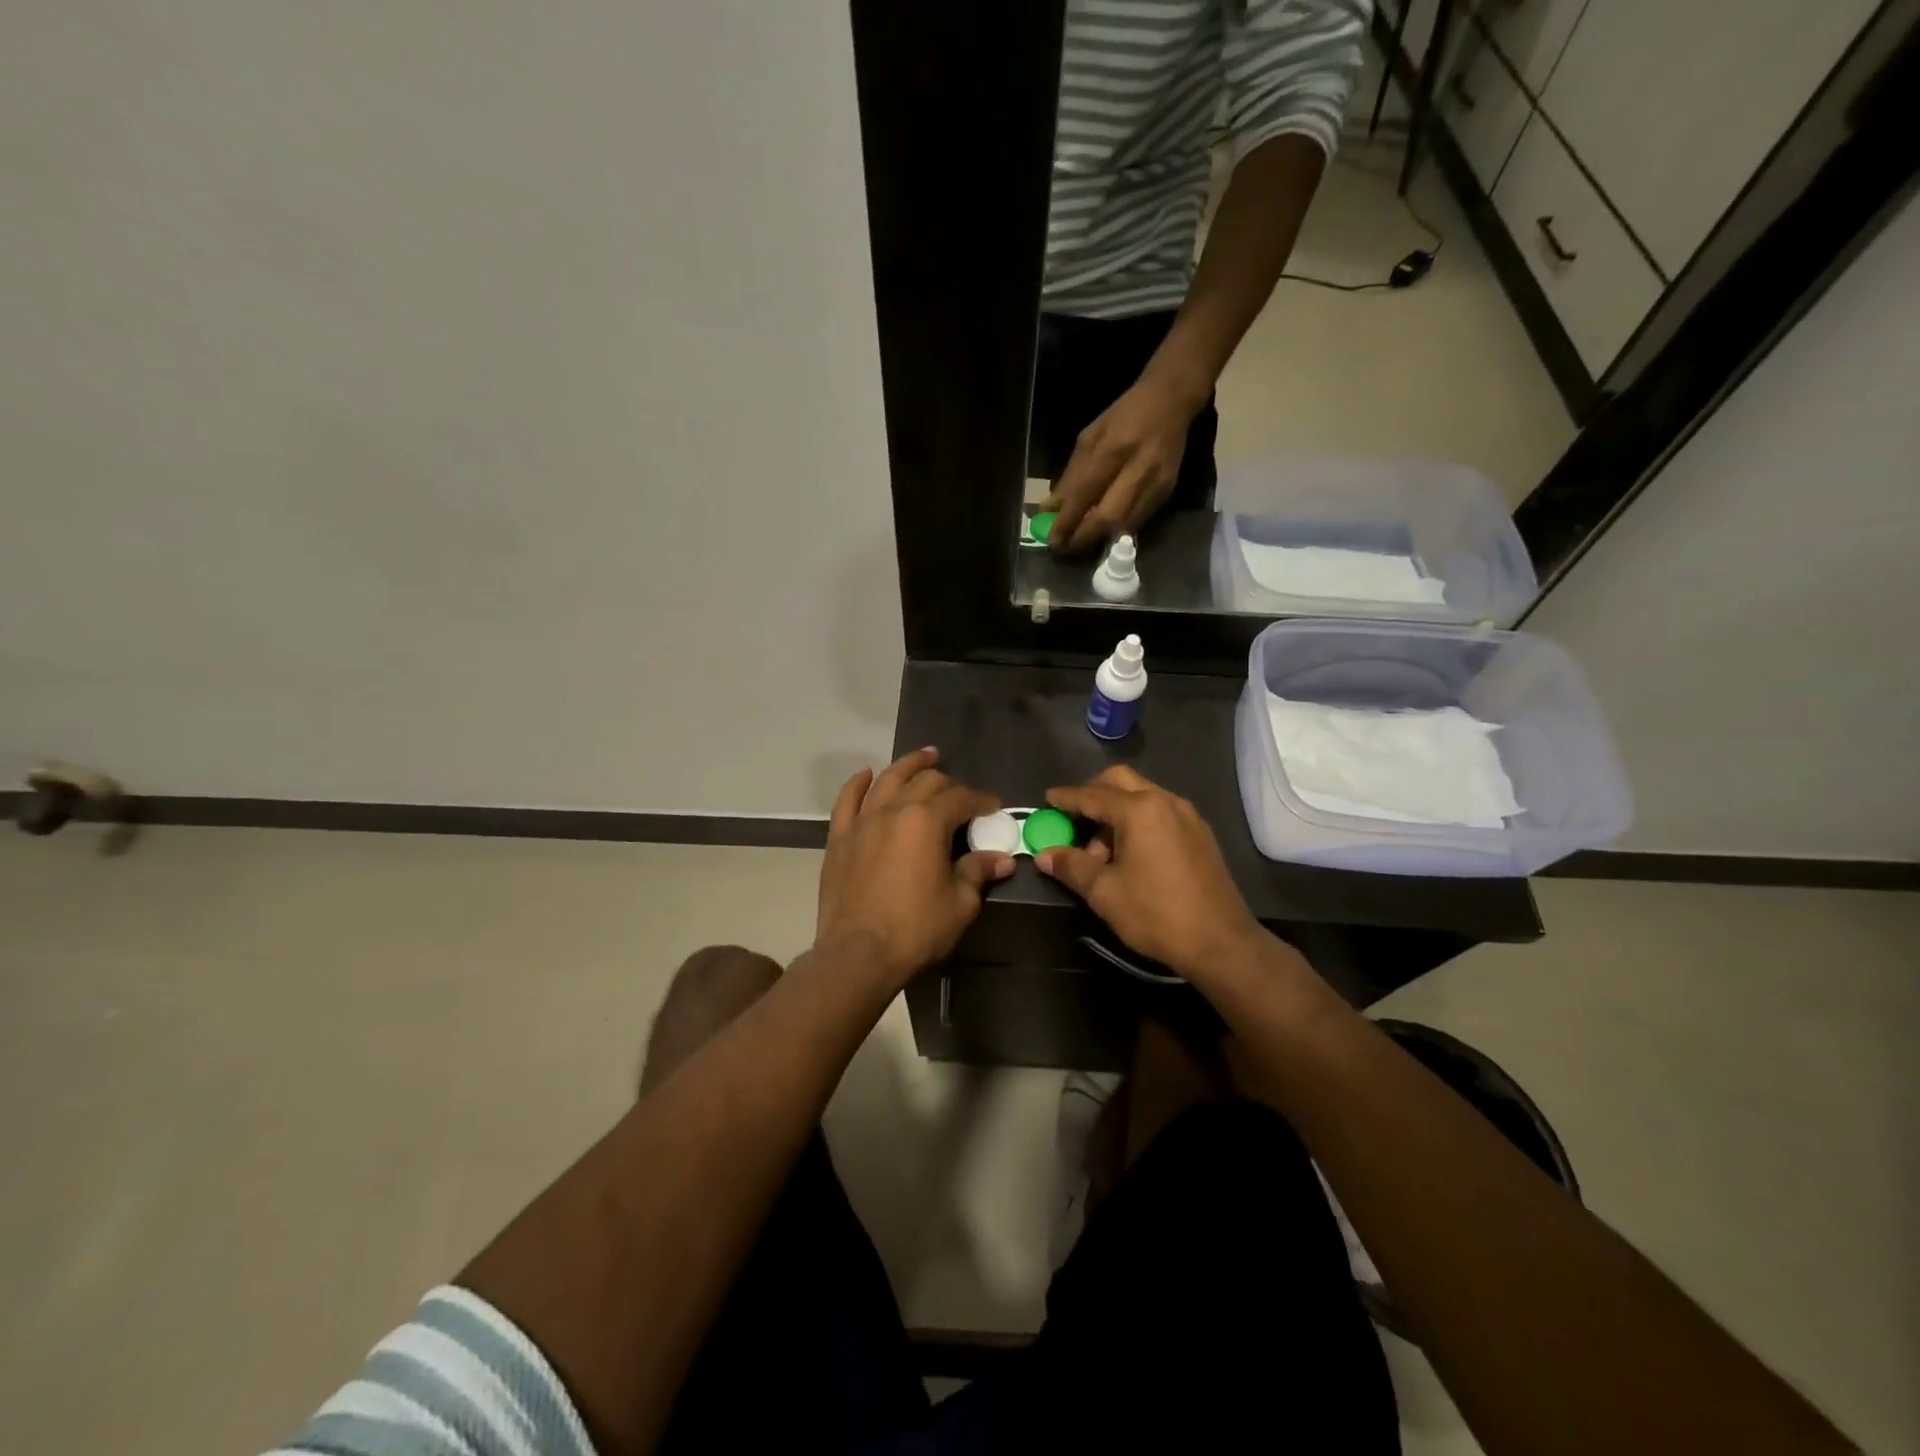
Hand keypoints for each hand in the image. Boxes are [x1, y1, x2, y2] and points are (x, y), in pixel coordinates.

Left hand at [815, 748, 1015, 985]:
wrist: (857, 954)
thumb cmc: (915, 929)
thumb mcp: (959, 903)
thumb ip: (978, 872)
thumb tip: (1003, 859)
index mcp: (927, 821)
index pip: (961, 798)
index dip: (981, 799)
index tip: (993, 806)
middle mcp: (894, 810)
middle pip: (925, 782)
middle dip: (949, 782)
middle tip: (962, 793)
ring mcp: (862, 821)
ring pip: (887, 780)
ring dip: (909, 765)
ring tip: (925, 757)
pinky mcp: (839, 837)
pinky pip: (847, 800)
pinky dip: (858, 783)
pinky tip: (867, 774)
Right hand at [1035, 765, 1265, 979]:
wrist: (1221, 943)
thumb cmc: (1156, 914)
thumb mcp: (1104, 892)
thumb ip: (1071, 866)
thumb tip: (1045, 854)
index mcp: (1139, 810)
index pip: (1092, 795)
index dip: (1066, 798)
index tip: (1047, 799)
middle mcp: (1165, 801)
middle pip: (1120, 781)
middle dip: (1092, 793)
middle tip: (1073, 816)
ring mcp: (1187, 816)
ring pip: (1142, 795)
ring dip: (1116, 810)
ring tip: (1101, 849)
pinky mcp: (1200, 833)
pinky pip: (1160, 811)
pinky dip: (1138, 820)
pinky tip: (1130, 853)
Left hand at [1044, 377, 1201, 554]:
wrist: (1170, 401)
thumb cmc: (1123, 416)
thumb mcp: (1090, 437)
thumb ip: (1072, 475)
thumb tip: (1051, 508)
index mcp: (1113, 448)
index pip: (1084, 494)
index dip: (1066, 520)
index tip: (1052, 539)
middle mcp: (1137, 468)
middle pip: (1107, 518)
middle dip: (1083, 538)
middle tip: (1065, 548)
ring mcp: (1156, 482)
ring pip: (1124, 526)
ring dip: (1099, 539)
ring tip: (1080, 542)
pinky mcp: (1167, 491)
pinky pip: (1138, 521)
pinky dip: (1117, 530)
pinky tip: (1103, 532)